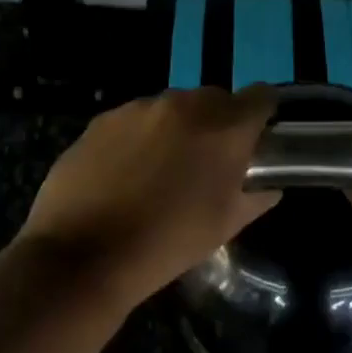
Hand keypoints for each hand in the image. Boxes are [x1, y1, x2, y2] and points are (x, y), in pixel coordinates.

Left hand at [16, 87, 280, 307]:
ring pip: (172, 107)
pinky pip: (135, 119)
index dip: (262, 116)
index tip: (255, 139)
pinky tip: (125, 172)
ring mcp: (139, 108)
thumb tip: (267, 184)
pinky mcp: (103, 119)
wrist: (84, 255)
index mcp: (224, 129)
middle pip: (215, 99)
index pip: (261, 97)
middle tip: (206, 162)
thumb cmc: (168, 243)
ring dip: (177, 128)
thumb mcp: (226, 226)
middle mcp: (184, 105)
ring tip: (160, 169)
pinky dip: (140, 136)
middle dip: (217, 124)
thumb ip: (256, 196)